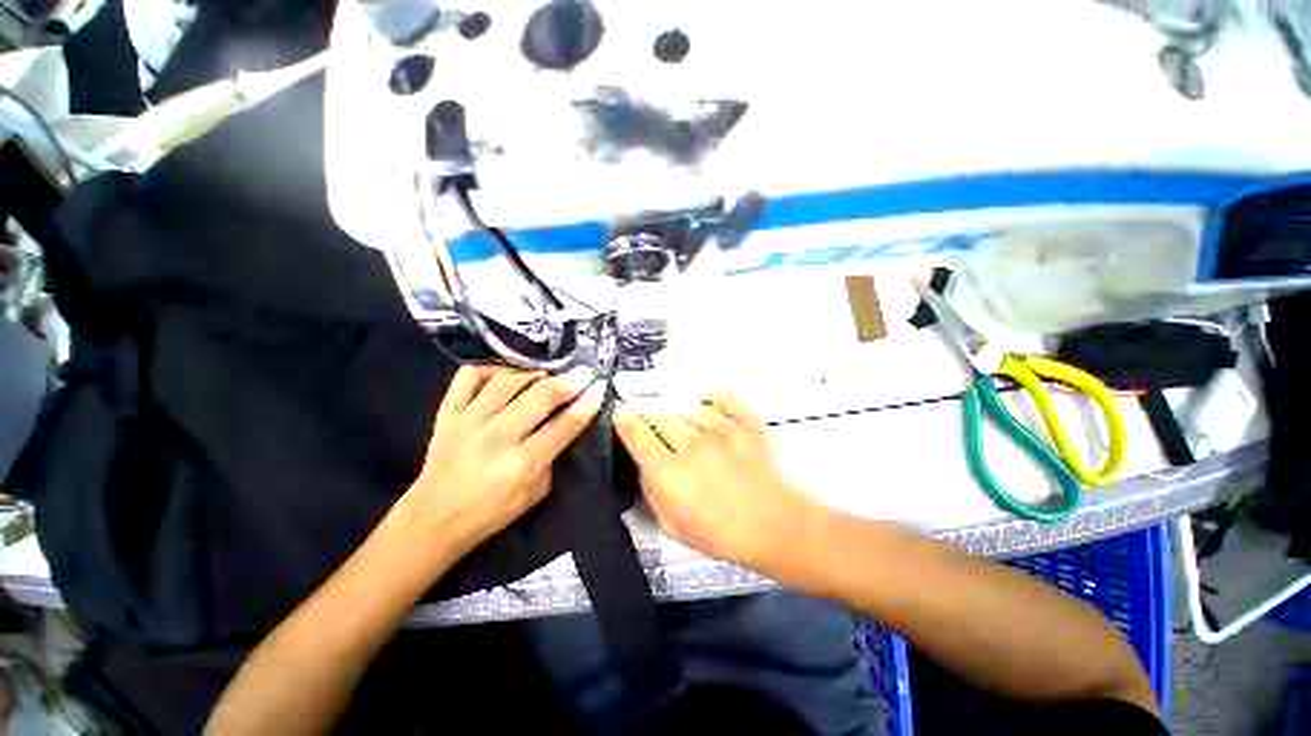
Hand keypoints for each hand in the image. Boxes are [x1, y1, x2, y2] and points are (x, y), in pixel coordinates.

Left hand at [402, 365, 604, 558]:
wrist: (435, 517)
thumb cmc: (493, 511)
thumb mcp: (537, 491)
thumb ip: (554, 455)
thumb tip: (568, 421)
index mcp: (523, 463)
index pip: (566, 424)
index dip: (588, 402)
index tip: (600, 387)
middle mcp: (497, 437)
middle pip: (541, 396)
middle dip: (570, 380)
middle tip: (585, 372)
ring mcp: (469, 420)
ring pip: (509, 380)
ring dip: (537, 371)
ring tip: (552, 370)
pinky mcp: (448, 412)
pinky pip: (470, 376)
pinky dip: (492, 366)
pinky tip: (509, 369)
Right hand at [613, 394, 827, 574]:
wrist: (773, 525)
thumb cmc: (719, 532)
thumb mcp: (671, 522)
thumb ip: (651, 488)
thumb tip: (644, 461)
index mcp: (669, 472)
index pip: (635, 433)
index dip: (622, 419)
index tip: (618, 411)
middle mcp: (691, 444)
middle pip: (659, 416)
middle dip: (653, 421)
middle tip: (659, 432)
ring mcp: (721, 429)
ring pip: (688, 408)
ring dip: (684, 418)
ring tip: (692, 431)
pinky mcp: (745, 422)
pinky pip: (723, 398)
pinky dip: (713, 399)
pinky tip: (709, 405)